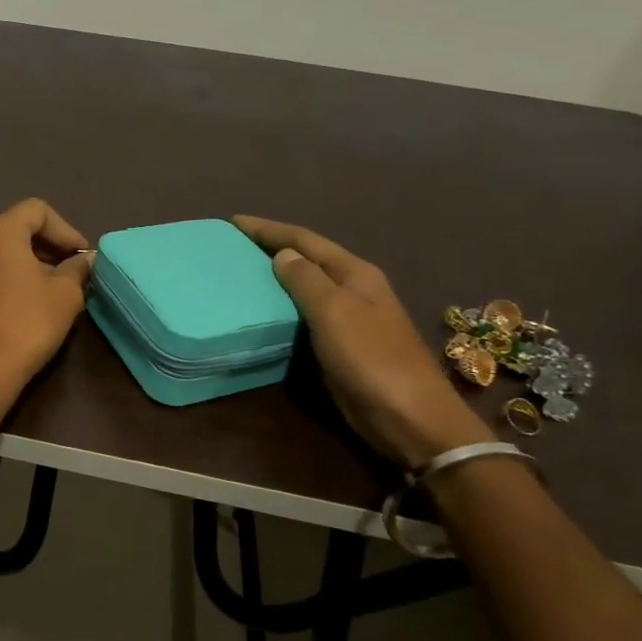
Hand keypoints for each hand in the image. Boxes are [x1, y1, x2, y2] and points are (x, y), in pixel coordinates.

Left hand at [0, 199, 94, 407]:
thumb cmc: (28, 322)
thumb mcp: (66, 293)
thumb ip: (78, 268)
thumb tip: (85, 260)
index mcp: (0, 231)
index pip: (38, 210)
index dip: (66, 230)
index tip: (82, 257)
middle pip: (21, 228)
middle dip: (52, 246)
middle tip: (76, 271)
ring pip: (8, 251)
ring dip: (36, 263)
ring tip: (60, 288)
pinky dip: (18, 277)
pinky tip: (36, 302)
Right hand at [233, 216, 489, 467]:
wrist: (410, 418)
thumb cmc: (371, 359)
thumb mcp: (334, 311)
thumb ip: (306, 279)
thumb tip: (282, 254)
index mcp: (355, 273)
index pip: (305, 240)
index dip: (268, 229)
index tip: (233, 222)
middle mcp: (353, 289)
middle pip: (306, 259)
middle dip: (270, 248)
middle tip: (231, 247)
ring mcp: (348, 318)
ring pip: (304, 288)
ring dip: (274, 278)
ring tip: (238, 274)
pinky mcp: (340, 346)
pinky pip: (304, 316)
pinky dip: (280, 308)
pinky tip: (260, 312)